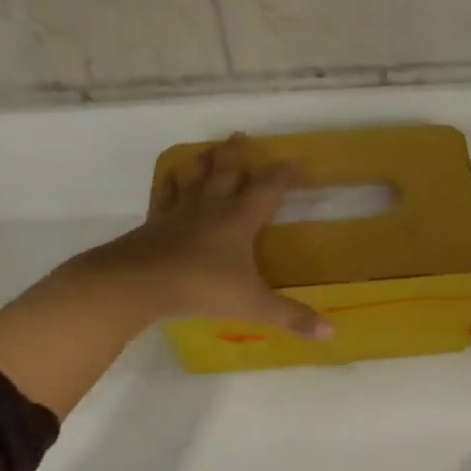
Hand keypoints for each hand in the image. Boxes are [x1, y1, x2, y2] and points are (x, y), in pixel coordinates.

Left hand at [85, 133, 331, 340]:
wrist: (139, 282)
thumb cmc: (202, 287)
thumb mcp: (252, 304)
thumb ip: (291, 316)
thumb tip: (330, 334)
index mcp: (239, 218)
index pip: (269, 187)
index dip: (285, 174)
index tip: (298, 164)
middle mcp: (211, 206)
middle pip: (226, 170)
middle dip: (237, 154)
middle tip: (242, 136)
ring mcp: (179, 212)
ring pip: (194, 176)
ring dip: (203, 161)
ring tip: (208, 150)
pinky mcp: (154, 222)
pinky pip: (164, 195)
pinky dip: (169, 183)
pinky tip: (169, 180)